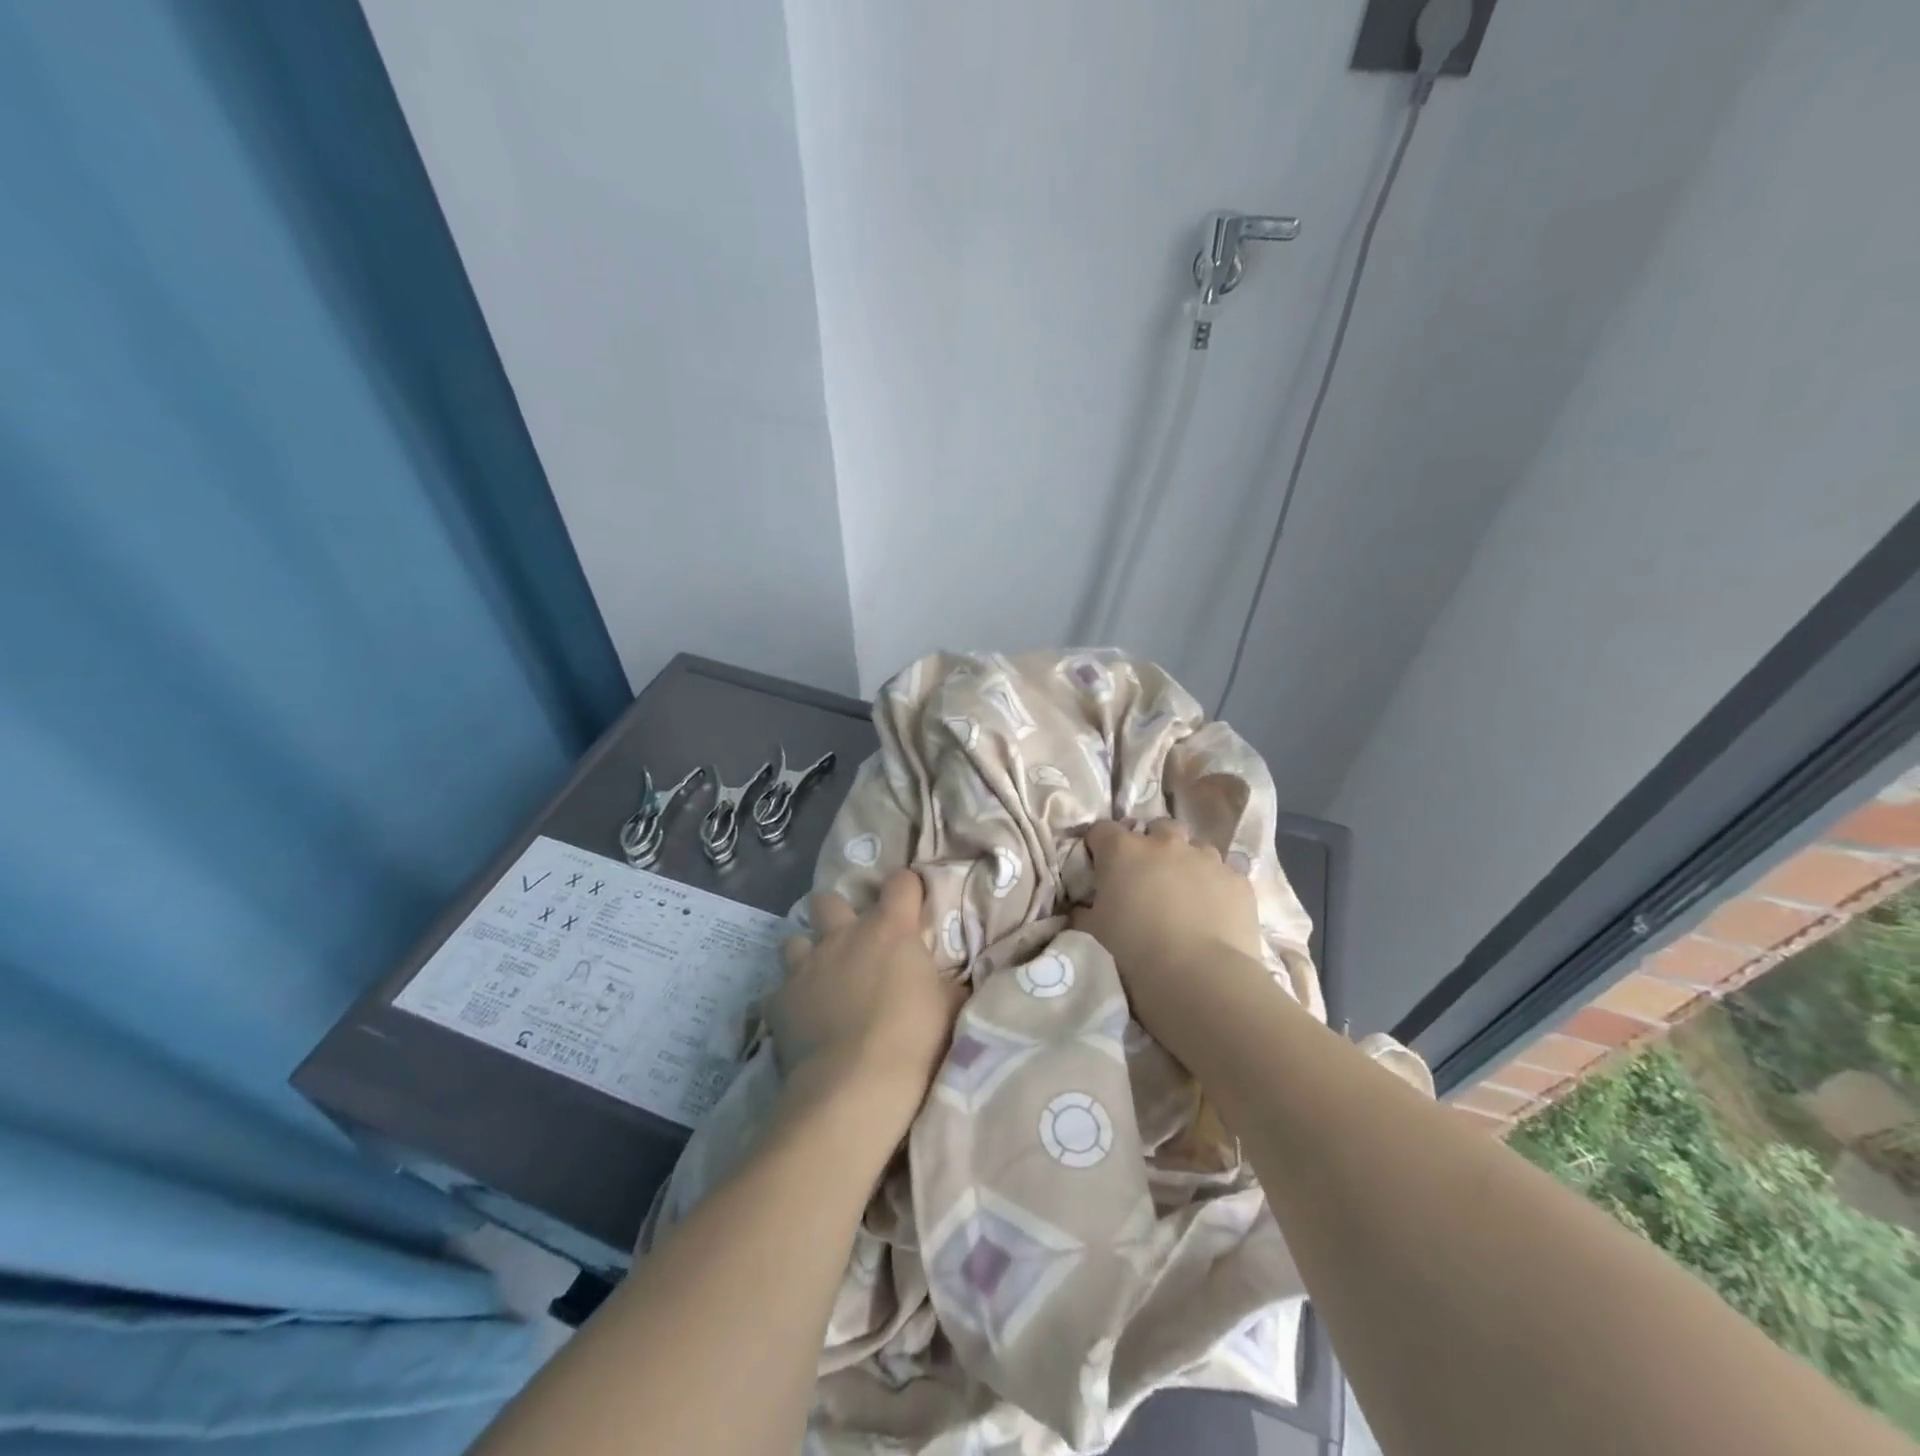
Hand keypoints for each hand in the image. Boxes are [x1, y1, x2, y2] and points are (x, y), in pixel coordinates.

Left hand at [772, 869, 963, 1140]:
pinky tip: (801, 1019)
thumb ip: (948, 984)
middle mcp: (844, 935)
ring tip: (819, 977)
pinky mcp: (779, 999)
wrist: (855, 1087)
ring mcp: (806, 965)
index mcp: (890, 929)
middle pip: (829, 900)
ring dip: (807, 953)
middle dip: (837, 913)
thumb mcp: (949, 1008)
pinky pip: (780, 988)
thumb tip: (957, 981)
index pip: (900, 883)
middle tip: (851, 940)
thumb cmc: (914, 1041)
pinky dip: (791, 999)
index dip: (906, 888)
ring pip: (795, 939)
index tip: (911, 902)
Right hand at [1070, 819, 1265, 1025]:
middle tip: (1146, 877)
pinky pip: (1224, 873)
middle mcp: (1165, 844)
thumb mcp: (1092, 933)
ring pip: (1195, 848)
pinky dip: (1215, 886)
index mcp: (1123, 851)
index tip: (1098, 866)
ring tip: (1184, 894)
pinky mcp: (1238, 880)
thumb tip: (1084, 907)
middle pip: (1157, 828)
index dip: (1098, 846)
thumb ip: (1084, 911)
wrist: (1199, 979)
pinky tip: (1213, 913)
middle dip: (1151, 845)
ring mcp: (1207, 858)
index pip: (1102, 830)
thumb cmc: (1133, 953)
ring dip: (1187, 863)